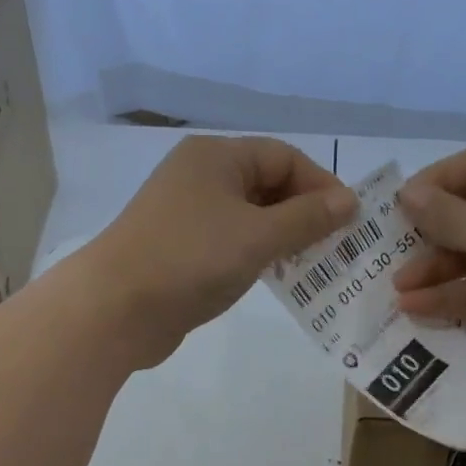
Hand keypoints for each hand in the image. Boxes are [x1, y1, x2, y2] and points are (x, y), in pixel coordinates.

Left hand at [84, 135, 357, 366]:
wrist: (116, 308)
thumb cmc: (190, 260)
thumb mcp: (257, 237)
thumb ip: (306, 218)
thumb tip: (348, 201)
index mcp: (216, 157)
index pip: (283, 157)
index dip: (320, 186)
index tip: (349, 222)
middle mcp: (199, 178)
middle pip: (266, 185)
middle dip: (303, 215)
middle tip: (336, 249)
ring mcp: (186, 216)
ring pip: (248, 219)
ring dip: (282, 240)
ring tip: (313, 267)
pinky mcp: (179, 252)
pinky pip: (229, 245)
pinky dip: (255, 258)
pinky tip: (273, 279)